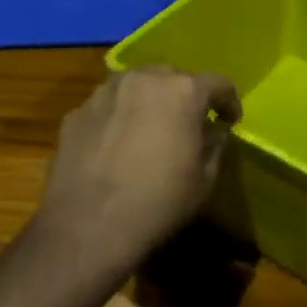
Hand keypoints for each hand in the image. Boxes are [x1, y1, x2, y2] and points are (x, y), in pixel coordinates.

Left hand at [35, 68, 240, 274]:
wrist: (87, 228)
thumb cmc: (158, 203)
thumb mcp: (205, 179)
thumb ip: (215, 144)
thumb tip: (213, 130)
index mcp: (183, 91)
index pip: (217, 83)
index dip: (228, 101)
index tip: (229, 120)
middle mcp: (144, 78)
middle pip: (173, 77)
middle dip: (185, 96)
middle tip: (188, 123)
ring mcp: (105, 92)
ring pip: (136, 85)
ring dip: (149, 100)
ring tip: (149, 128)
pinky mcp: (77, 112)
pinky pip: (108, 105)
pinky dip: (118, 117)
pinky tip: (116, 144)